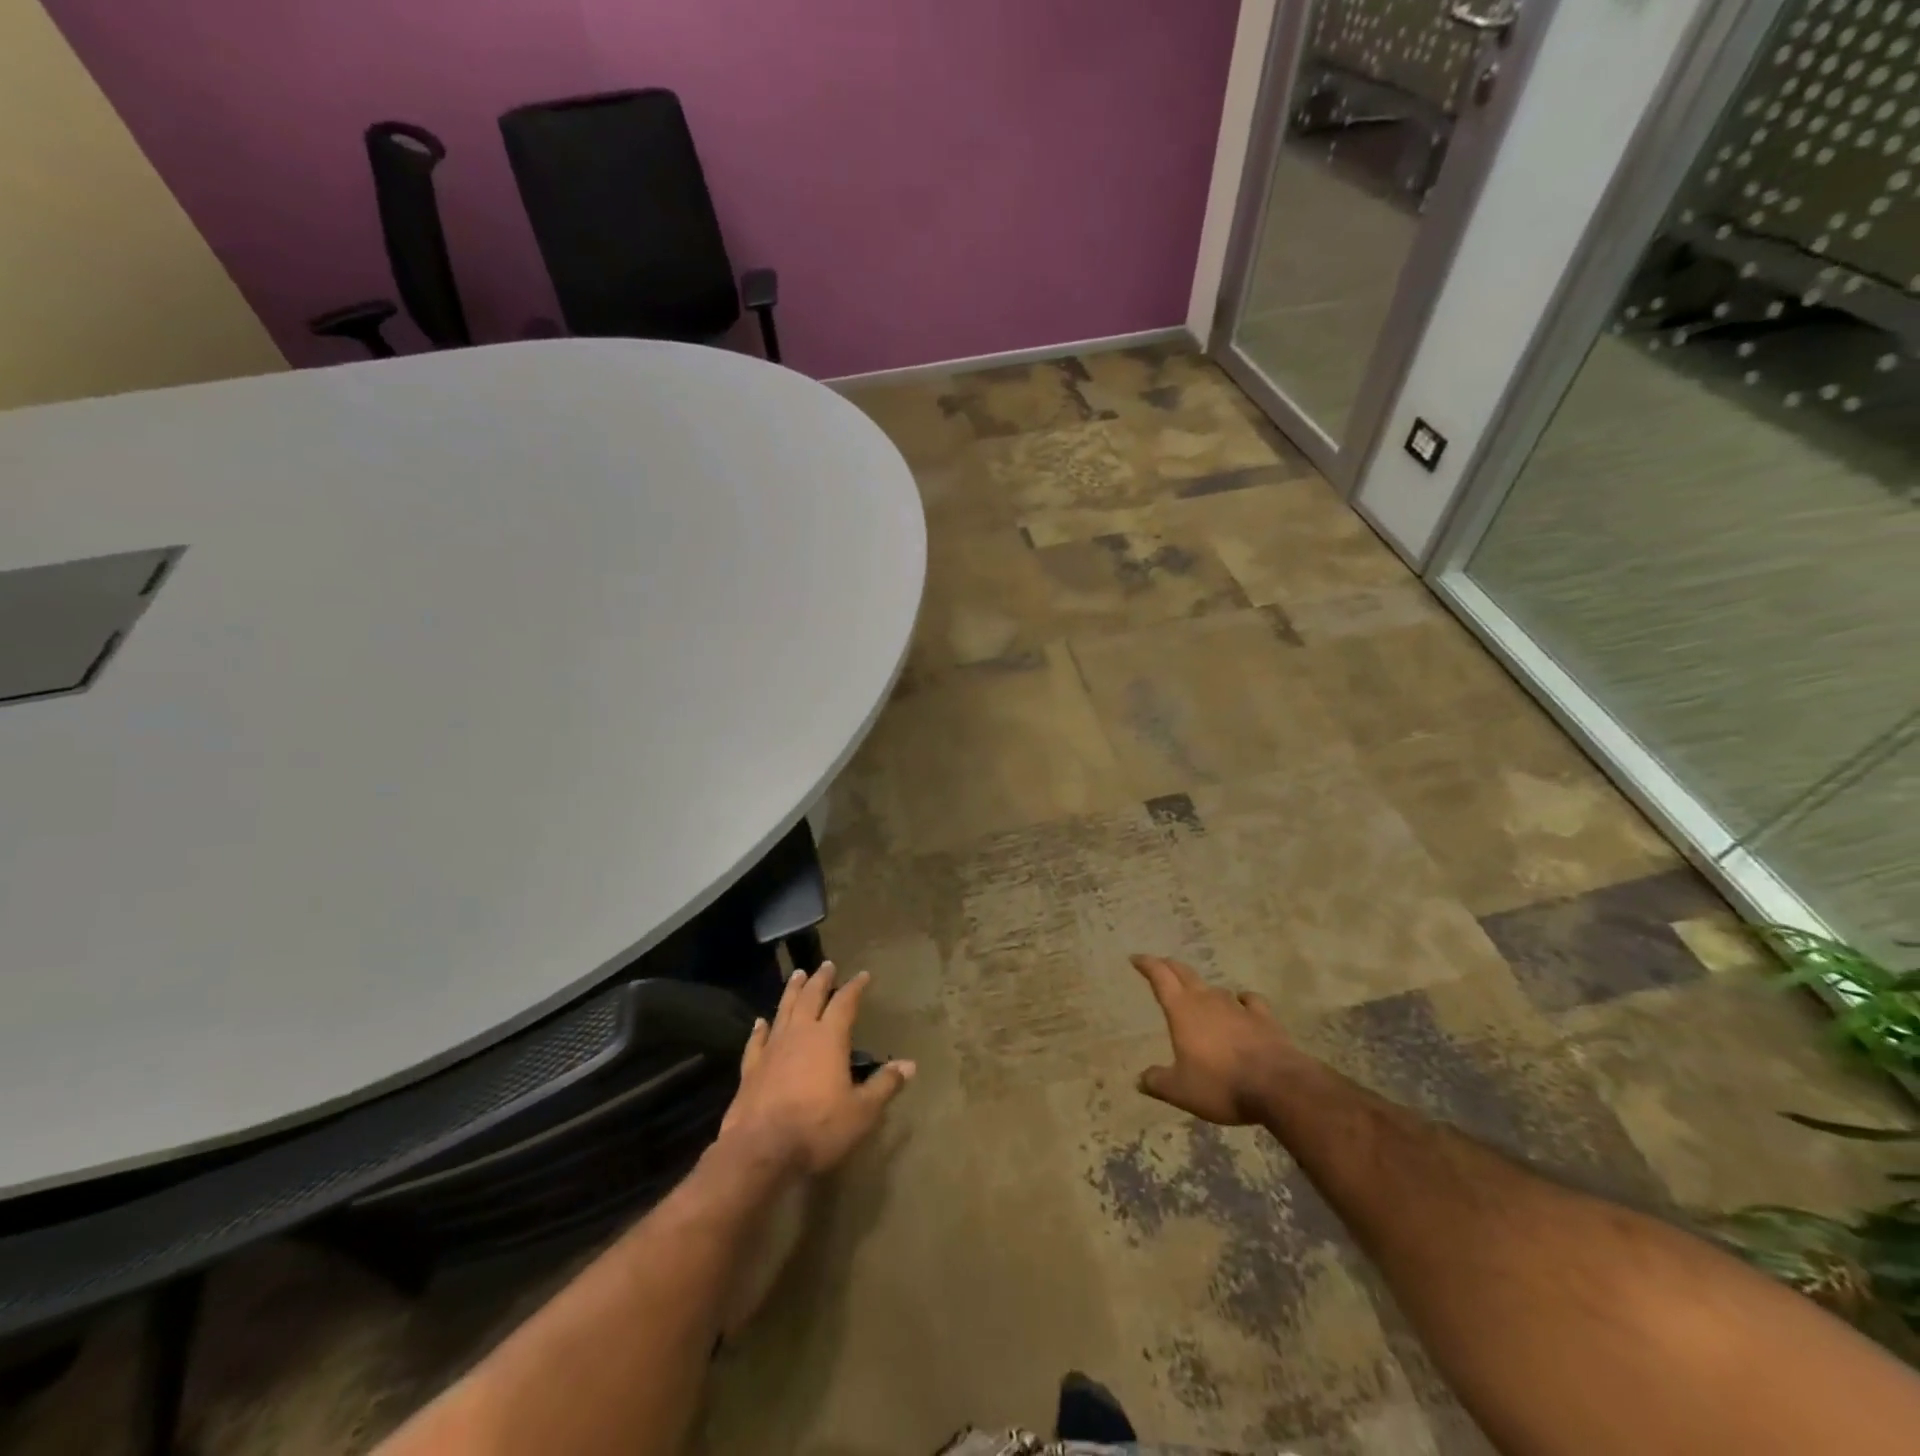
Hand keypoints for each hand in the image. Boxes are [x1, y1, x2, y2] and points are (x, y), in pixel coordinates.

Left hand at [718, 962, 915, 1176]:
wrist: (759, 1150)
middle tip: (826, 965)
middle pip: (811, 997)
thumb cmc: (818, 1128)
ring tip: (798, 975)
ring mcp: (772, 1049)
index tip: (863, 975)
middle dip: (821, 980)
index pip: (845, 1003)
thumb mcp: (862, 1112)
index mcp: (829, 1038)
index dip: (855, 987)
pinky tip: (760, 1021)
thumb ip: (884, 1085)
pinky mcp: (751, 1068)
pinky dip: (760, 1028)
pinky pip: (756, 1040)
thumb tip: (909, 1064)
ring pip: (784, 1010)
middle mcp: (800, 1034)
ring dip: (792, 991)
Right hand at [1132, 954, 1300, 1124]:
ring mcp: (1237, 1007)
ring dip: (1203, 988)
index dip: (1147, 964)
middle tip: (1160, 964)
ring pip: (1215, 988)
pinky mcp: (1264, 1018)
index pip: (1160, 977)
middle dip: (1169, 966)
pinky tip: (1242, 1003)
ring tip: (1198, 994)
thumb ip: (1157, 1082)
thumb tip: (1140, 1079)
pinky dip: (1242, 1000)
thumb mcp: (1181, 1091)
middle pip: (1185, 974)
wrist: (1278, 1086)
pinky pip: (1249, 1001)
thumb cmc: (1221, 1084)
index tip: (1136, 958)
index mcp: (1182, 1010)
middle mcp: (1207, 1000)